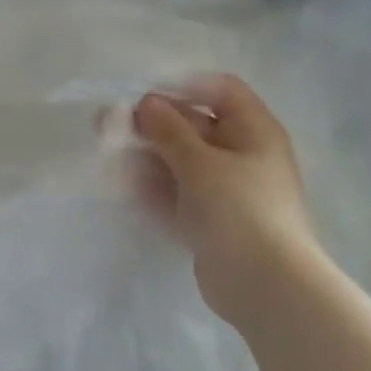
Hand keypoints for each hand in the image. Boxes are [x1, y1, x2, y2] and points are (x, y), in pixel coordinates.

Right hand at [132, 76, 323, 324]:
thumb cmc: (236, 209)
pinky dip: (154, 188)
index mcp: (253, 131)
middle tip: (108, 126)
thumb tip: (146, 102)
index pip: (220, 90)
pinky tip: (124, 187)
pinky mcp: (210, 220)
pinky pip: (178, 194)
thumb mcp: (199, 162)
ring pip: (181, 163)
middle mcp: (242, 155)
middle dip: (152, 126)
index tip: (143, 99)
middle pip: (194, 127)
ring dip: (147, 158)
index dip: (182, 88)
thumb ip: (168, 130)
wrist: (263, 282)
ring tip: (111, 158)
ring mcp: (225, 190)